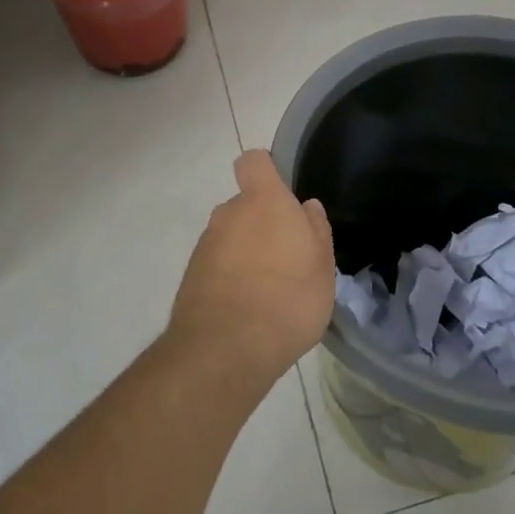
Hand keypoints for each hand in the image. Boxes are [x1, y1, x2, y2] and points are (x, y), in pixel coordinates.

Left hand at [167, 150, 335, 389]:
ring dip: (246, 251)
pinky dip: (230, 275)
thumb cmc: (288, 300)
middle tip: (286, 256)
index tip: (282, 193)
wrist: (226, 351)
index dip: (266, 170)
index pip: (253, 162)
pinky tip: (247, 307)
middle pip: (244, 204)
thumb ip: (316, 230)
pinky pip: (217, 263)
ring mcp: (206, 245)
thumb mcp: (322, 267)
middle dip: (262, 222)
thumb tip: (306, 207)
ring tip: (268, 289)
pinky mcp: (191, 275)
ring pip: (230, 236)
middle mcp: (229, 214)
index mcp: (263, 202)